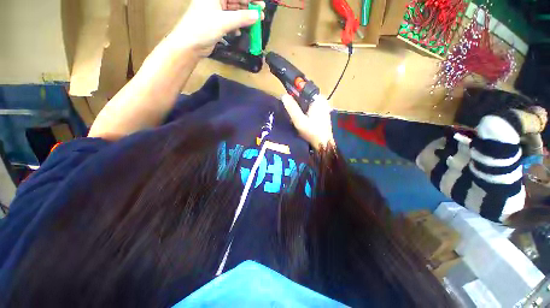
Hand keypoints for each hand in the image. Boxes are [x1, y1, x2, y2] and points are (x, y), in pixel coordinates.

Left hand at [172, 0, 264, 56]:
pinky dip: (237, 26)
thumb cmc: (203, 28)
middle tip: (261, 15)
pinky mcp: (217, 23)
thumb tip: (257, 16)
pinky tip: (240, 32)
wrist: (190, 45)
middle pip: (236, 1)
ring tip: (255, 24)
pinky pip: (231, 22)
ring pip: (234, 12)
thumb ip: (242, 18)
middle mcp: (216, 1)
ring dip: (244, 18)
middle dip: (249, 8)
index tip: (261, 5)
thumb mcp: (224, 22)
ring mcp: (216, 12)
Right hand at [281, 94, 334, 149]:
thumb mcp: (299, 120)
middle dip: (297, 101)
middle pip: (306, 95)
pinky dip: (305, 110)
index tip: (287, 97)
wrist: (323, 143)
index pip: (304, 88)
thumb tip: (283, 95)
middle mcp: (322, 100)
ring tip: (294, 115)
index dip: (294, 91)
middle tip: (290, 109)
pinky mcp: (323, 113)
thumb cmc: (312, 132)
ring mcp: (323, 106)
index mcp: (318, 99)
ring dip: (300, 106)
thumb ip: (292, 108)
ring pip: (308, 102)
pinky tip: (301, 118)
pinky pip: (311, 107)